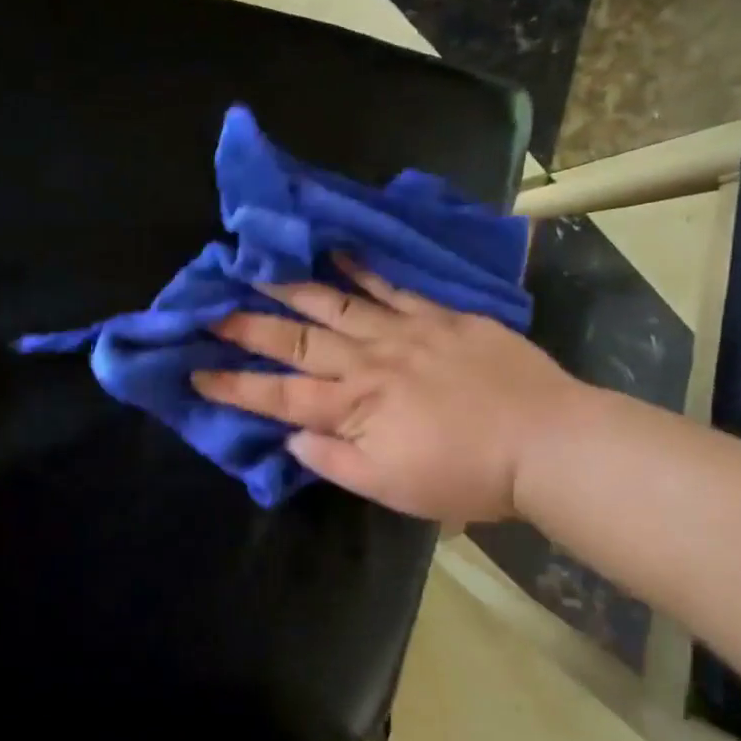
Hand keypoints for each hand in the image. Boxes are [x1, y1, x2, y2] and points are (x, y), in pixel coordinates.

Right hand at [191, 258, 576, 522]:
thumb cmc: (465, 476)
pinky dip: (365, 270)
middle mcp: (368, 364)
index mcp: (353, 409)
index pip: (279, 396)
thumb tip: (291, 437)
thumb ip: (334, 461)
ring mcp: (404, 334)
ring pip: (337, 306)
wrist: (545, 442)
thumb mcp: (391, 488)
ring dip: (294, 288)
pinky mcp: (441, 317)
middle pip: (297, 343)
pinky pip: (394, 288)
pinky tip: (340, 251)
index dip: (234, 385)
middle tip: (210, 308)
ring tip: (258, 269)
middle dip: (249, 327)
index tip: (194, 369)